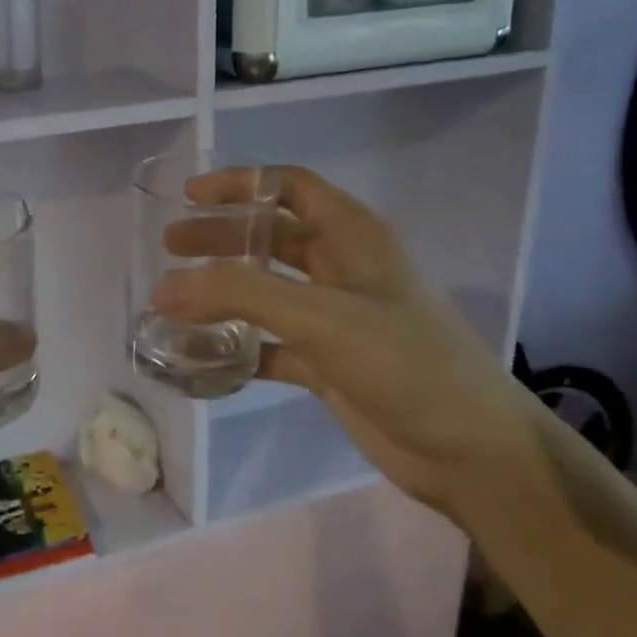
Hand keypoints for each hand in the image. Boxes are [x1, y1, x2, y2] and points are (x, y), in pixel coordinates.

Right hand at [152, 167, 530, 510]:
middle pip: (269, 236)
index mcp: (352, 236)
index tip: (190, 196)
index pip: (288, 187)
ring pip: (266, 291)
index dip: (239, 184)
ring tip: (174, 301)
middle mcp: (342, 268)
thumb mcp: (322, 316)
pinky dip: (236, 347)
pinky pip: (270, 344)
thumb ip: (241, 295)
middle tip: (170, 247)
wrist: (472, 453)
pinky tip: (201, 357)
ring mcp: (335, 318)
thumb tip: (163, 288)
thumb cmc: (406, 362)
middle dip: (219, 237)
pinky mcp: (328, 363)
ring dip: (222, 292)